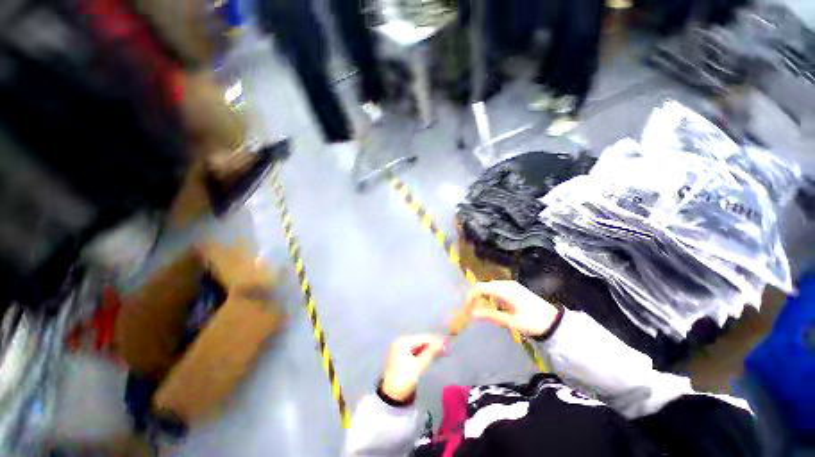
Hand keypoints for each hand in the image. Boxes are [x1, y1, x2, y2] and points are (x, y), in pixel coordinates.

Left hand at [381, 334, 446, 402]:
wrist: (390, 397)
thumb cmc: (404, 379)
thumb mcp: (419, 366)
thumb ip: (431, 353)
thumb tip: (443, 342)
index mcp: (403, 341)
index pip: (423, 338)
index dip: (436, 341)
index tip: (448, 344)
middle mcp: (401, 342)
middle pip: (421, 341)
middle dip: (433, 345)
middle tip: (446, 350)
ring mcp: (400, 349)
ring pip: (419, 346)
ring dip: (429, 350)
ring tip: (442, 353)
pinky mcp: (401, 357)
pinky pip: (415, 352)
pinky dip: (424, 354)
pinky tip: (432, 357)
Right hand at [464, 281, 559, 337]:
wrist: (555, 323)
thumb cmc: (532, 322)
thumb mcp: (510, 321)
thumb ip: (490, 315)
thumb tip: (471, 313)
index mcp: (504, 289)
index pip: (479, 287)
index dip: (470, 297)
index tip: (466, 309)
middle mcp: (505, 284)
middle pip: (483, 287)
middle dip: (475, 299)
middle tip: (472, 313)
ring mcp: (510, 286)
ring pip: (489, 289)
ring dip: (483, 299)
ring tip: (482, 313)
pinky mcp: (514, 290)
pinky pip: (496, 292)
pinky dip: (491, 299)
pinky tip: (493, 310)